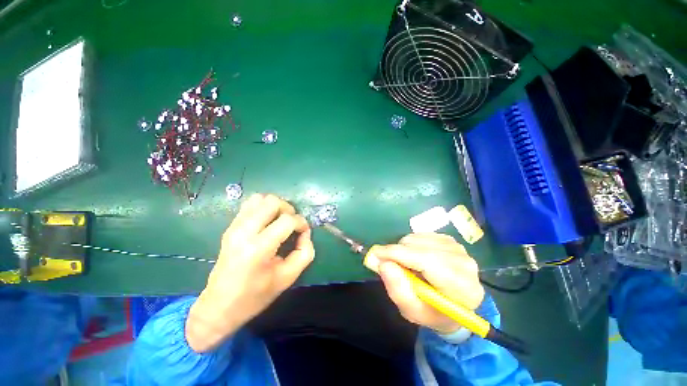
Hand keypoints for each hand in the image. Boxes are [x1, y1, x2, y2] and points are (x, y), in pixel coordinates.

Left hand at [186, 194, 314, 351]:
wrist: (219, 306)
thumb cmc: (256, 295)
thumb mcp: (288, 277)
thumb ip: (304, 252)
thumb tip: (305, 233)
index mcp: (258, 248)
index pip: (287, 220)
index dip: (301, 223)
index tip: (303, 233)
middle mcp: (244, 232)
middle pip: (272, 202)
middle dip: (288, 209)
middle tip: (292, 224)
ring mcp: (235, 227)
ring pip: (260, 198)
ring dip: (275, 206)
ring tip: (280, 221)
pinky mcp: (230, 226)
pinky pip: (250, 204)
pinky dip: (263, 208)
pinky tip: (267, 222)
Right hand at [372, 233, 483, 333]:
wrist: (453, 304)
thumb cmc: (433, 312)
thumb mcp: (412, 311)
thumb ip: (398, 289)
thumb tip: (382, 263)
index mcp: (462, 288)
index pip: (427, 261)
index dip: (398, 255)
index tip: (375, 254)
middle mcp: (464, 263)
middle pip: (420, 247)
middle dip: (398, 253)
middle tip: (387, 264)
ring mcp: (457, 248)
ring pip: (418, 238)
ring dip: (404, 249)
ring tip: (406, 266)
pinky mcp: (450, 240)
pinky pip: (420, 235)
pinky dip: (410, 244)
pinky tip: (414, 257)